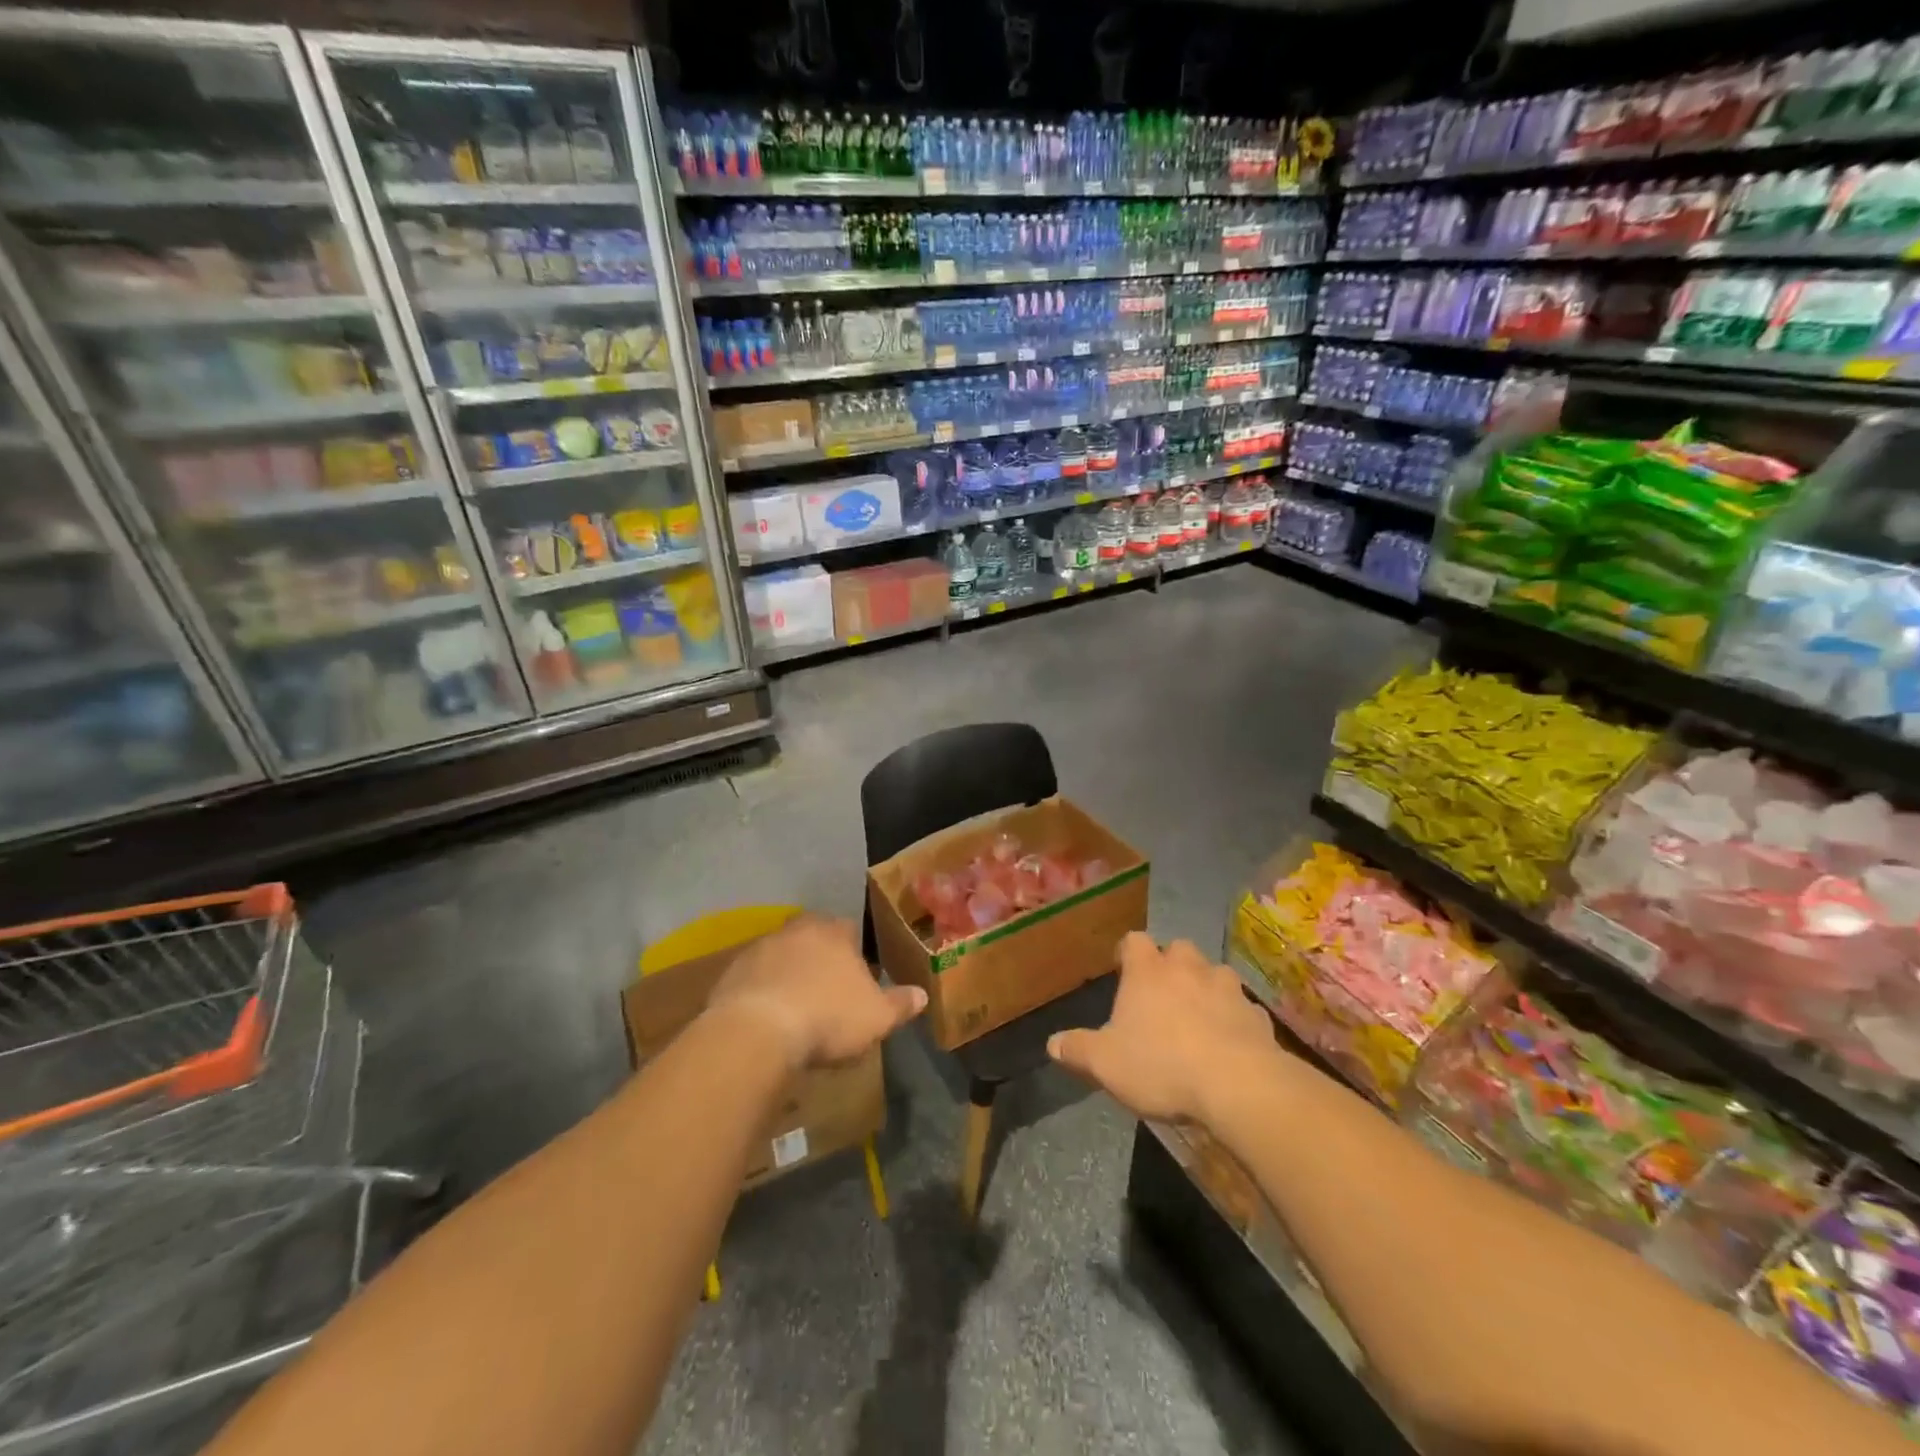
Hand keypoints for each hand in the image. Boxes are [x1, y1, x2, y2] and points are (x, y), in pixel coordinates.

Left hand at [708, 914, 925, 1071]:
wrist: (758, 1032)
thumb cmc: (828, 1017)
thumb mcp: (877, 1017)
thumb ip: (900, 1003)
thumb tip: (923, 995)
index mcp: (833, 931)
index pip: (849, 929)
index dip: (854, 952)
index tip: (857, 975)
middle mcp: (795, 929)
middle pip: (812, 938)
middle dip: (819, 959)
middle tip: (827, 990)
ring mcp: (759, 948)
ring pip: (781, 956)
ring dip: (788, 975)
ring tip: (796, 1008)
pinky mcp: (730, 973)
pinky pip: (754, 979)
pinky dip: (762, 993)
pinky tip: (768, 1019)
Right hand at [1047, 932, 1275, 1126]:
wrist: (1238, 1085)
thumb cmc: (1161, 1065)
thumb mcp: (1105, 1063)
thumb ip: (1078, 1049)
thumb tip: (1052, 1043)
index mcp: (1147, 971)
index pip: (1133, 941)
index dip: (1126, 952)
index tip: (1121, 970)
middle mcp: (1188, 967)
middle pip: (1178, 949)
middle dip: (1171, 965)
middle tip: (1162, 994)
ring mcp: (1228, 988)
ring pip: (1215, 974)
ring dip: (1206, 988)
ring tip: (1199, 1017)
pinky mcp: (1258, 1015)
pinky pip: (1242, 1008)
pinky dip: (1234, 1019)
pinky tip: (1230, 1044)